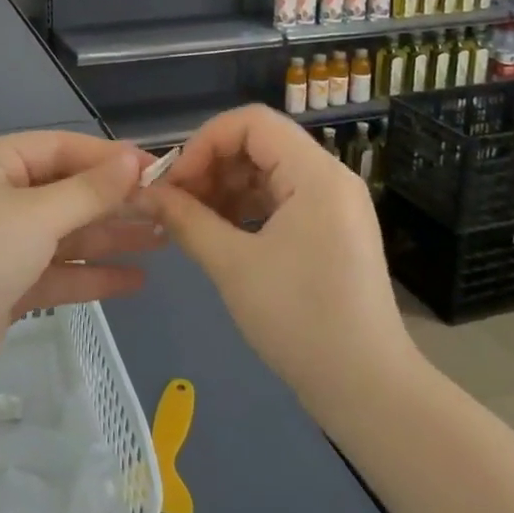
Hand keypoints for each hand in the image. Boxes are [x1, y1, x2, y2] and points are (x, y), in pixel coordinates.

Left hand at [0, 132, 162, 399]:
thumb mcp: (35, 214)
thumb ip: (88, 190)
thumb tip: (134, 160)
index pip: (61, 148)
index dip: (109, 158)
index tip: (157, 170)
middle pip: (66, 192)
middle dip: (115, 201)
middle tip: (170, 210)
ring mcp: (0, 245)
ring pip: (65, 234)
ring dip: (110, 237)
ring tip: (165, 241)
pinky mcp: (5, 288)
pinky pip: (56, 272)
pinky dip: (91, 274)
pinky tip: (134, 281)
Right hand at [145, 105, 414, 412]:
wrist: (368, 390)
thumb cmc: (300, 321)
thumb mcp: (232, 266)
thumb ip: (186, 220)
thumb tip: (145, 193)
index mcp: (315, 174)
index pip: (252, 122)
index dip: (205, 141)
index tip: (174, 181)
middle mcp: (329, 177)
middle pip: (259, 143)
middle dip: (212, 165)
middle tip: (176, 202)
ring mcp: (334, 204)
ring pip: (267, 171)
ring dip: (225, 187)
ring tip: (192, 220)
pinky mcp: (331, 229)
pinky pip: (281, 198)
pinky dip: (246, 207)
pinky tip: (219, 233)